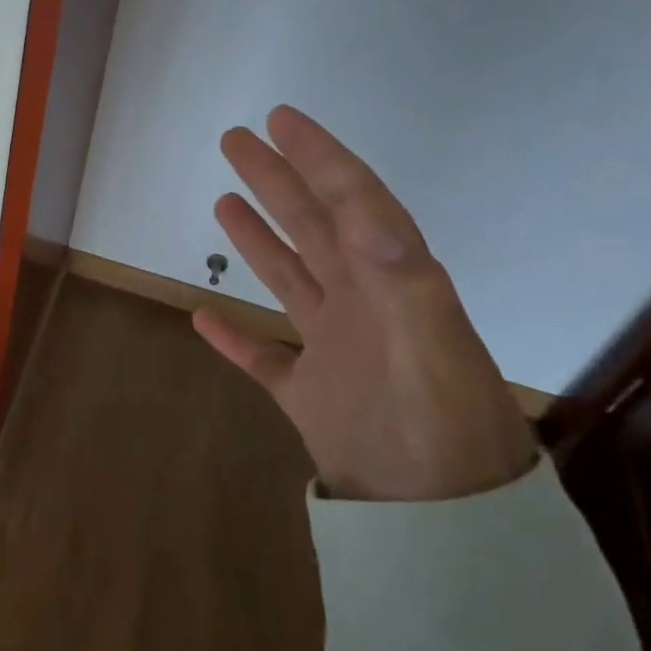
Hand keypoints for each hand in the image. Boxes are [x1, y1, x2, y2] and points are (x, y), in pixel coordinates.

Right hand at [194, 107, 535, 501]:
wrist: (446, 529)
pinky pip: (264, 357)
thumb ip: (402, 280)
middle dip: (277, 180)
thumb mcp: (431, 349)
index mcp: (391, 283)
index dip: (318, 158)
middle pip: (311, 227)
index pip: (352, 202)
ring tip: (225, 201)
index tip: (282, 120)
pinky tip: (204, 317)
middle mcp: (361, 305)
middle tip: (237, 141)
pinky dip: (236, 337)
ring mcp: (332, 350)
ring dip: (257, 239)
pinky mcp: (308, 395)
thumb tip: (366, 215)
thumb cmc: (443, 433)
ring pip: (288, 279)